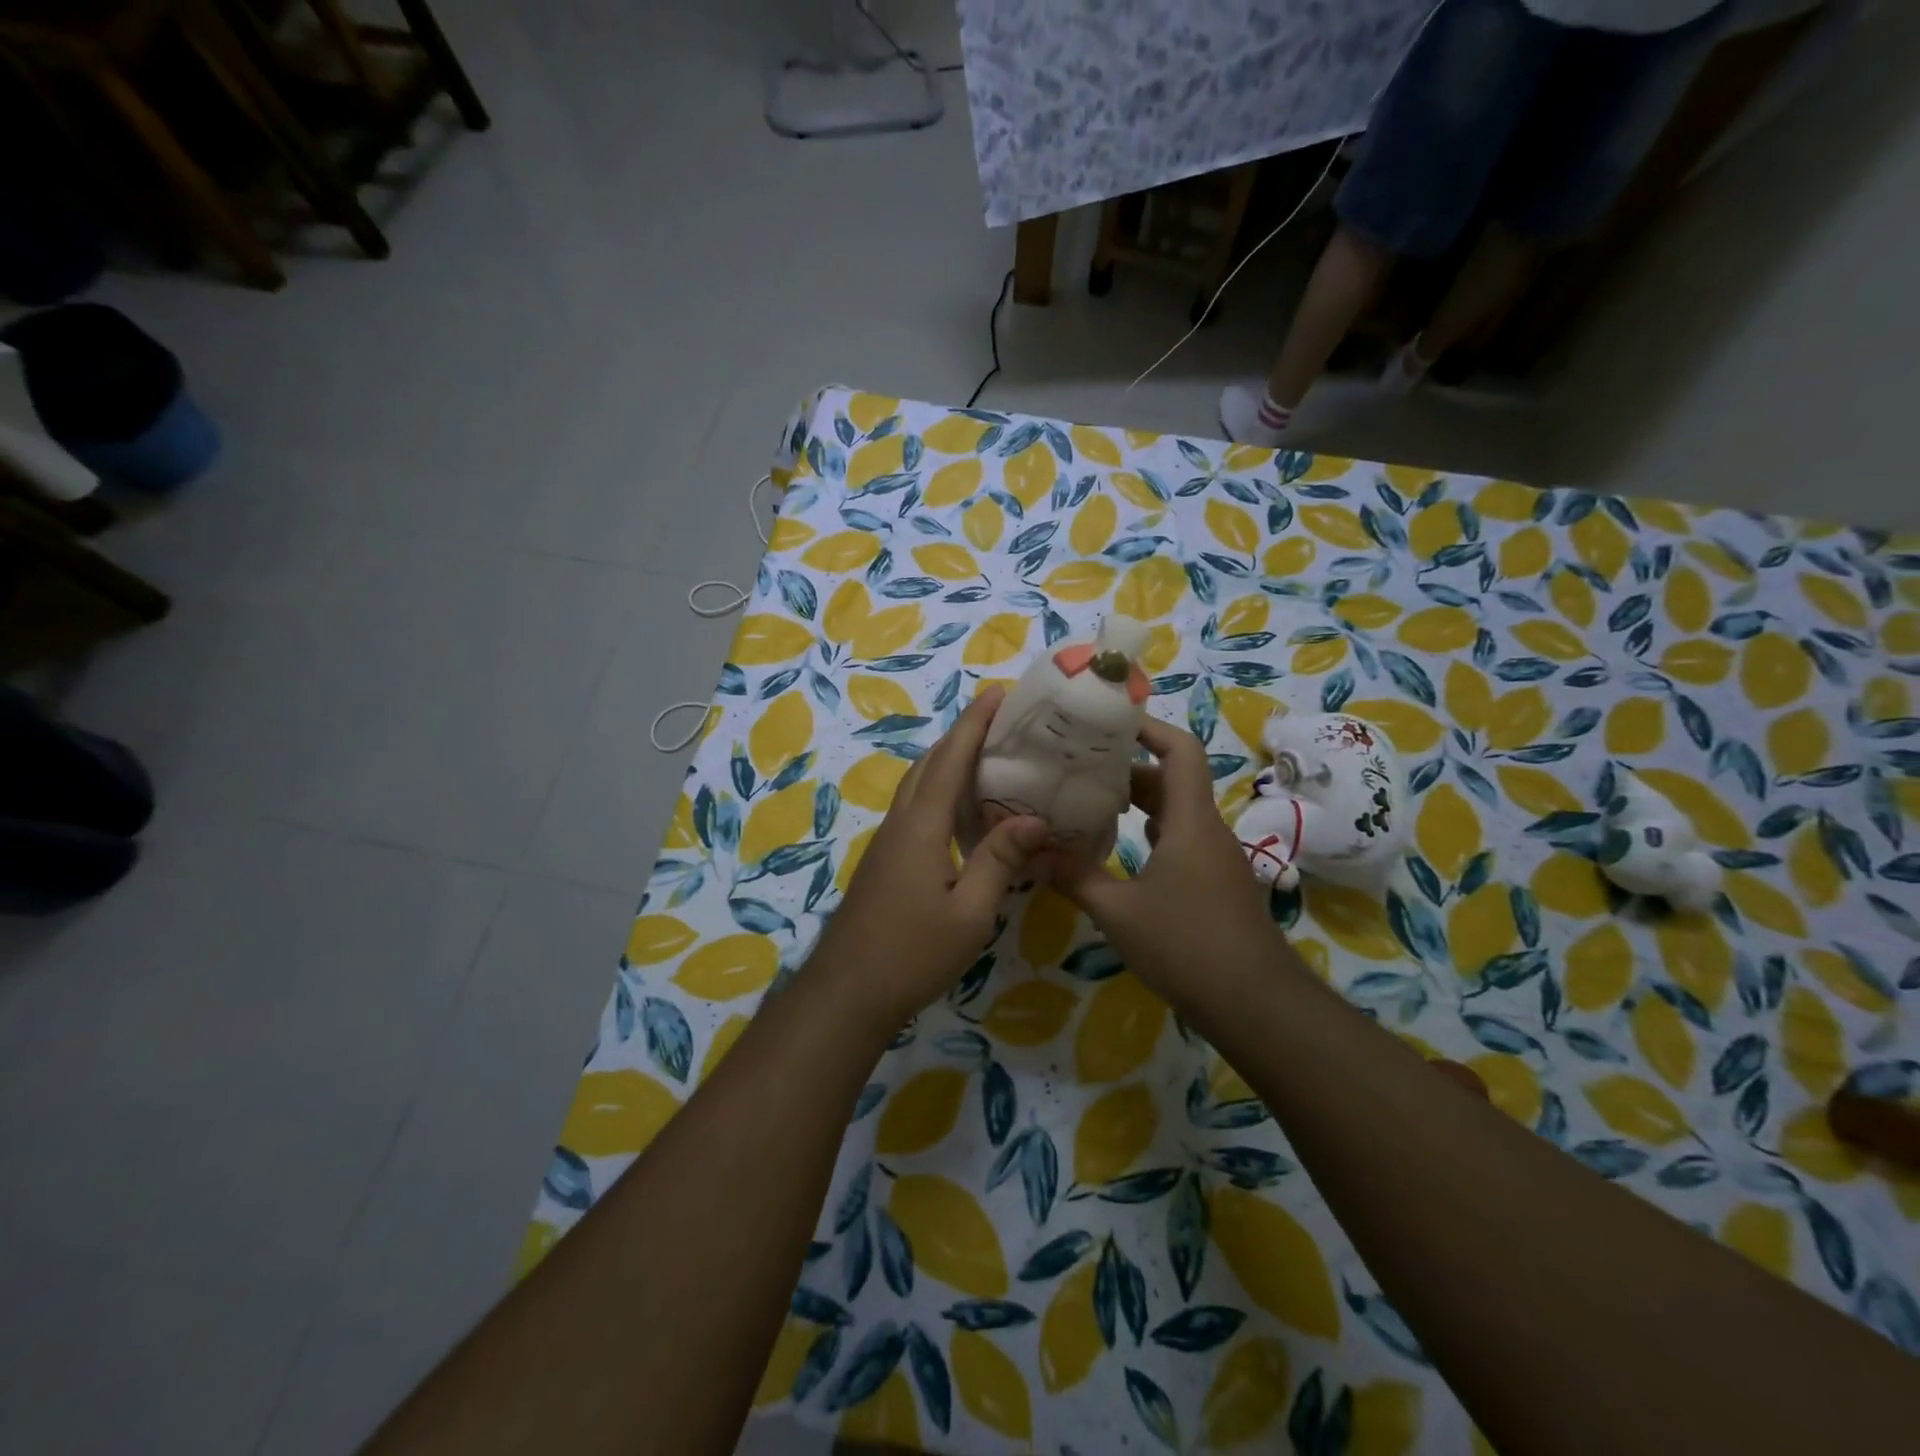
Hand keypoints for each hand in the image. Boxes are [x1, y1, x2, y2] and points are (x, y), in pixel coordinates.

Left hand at [812, 687, 1047, 1031]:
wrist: (847, 991)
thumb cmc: (912, 953)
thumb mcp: (970, 913)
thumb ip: (1000, 861)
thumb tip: (1034, 819)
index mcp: (921, 827)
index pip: (950, 761)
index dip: (973, 725)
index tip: (996, 693)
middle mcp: (900, 823)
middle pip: (928, 764)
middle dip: (960, 735)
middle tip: (999, 723)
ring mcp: (887, 842)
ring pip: (917, 784)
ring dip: (947, 761)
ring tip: (985, 757)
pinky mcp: (884, 861)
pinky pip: (914, 807)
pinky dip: (938, 790)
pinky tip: (960, 811)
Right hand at [1055, 718, 1286, 1010]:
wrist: (1256, 1005)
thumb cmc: (1187, 946)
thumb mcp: (1119, 912)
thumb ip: (1075, 877)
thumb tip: (1031, 852)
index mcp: (1191, 821)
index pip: (1180, 751)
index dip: (1149, 728)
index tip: (1109, 723)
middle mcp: (1207, 830)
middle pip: (1171, 780)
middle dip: (1127, 769)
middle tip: (1080, 768)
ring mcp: (1215, 859)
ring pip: (1175, 813)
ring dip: (1138, 804)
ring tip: (1090, 804)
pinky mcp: (1216, 884)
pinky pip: (1181, 841)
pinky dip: (1150, 835)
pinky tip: (1118, 852)